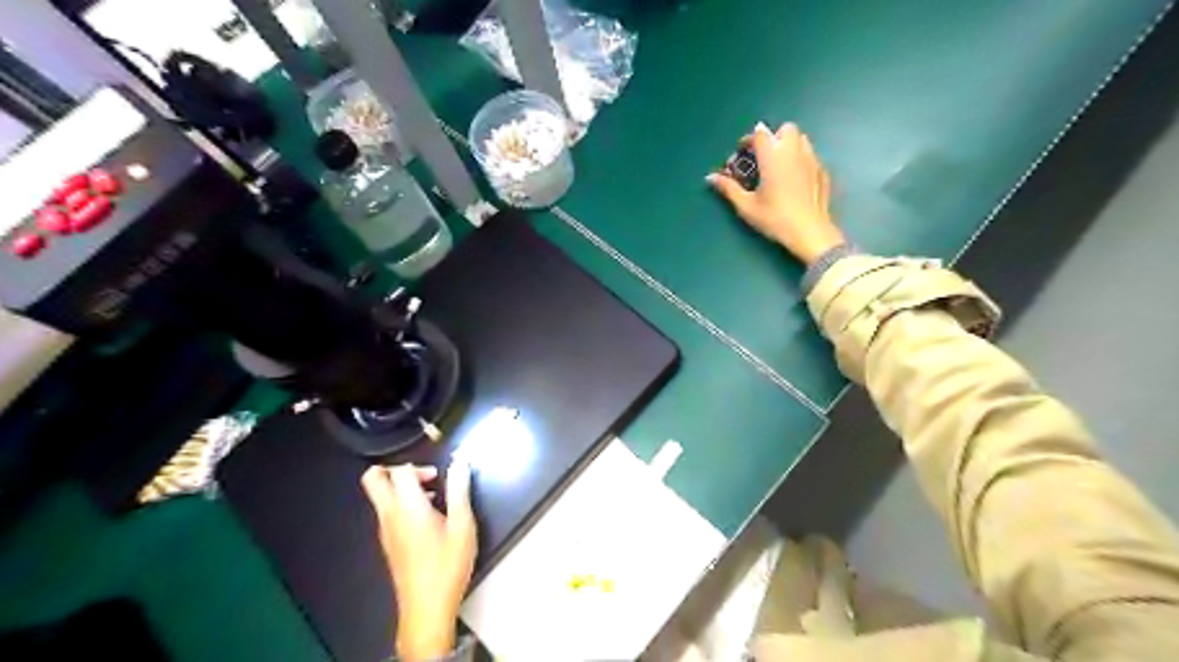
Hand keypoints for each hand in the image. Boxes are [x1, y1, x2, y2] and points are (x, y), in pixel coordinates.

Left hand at [361, 459, 476, 660]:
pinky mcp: (388, 543)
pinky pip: (387, 512)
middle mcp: (389, 515)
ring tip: (433, 498)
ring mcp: (385, 530)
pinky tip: (429, 519)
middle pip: (373, 479)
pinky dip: (402, 504)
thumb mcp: (462, 524)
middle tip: (423, 477)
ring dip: (401, 488)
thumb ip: (459, 490)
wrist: (427, 608)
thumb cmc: (447, 564)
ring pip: (380, 496)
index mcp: (407, 507)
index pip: (400, 471)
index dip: (419, 465)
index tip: (439, 477)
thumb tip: (459, 462)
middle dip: (395, 469)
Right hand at [709, 122, 848, 266]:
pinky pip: (810, 156)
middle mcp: (794, 151)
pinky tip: (795, 180)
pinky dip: (801, 160)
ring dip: (788, 145)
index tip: (742, 153)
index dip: (749, 140)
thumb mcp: (746, 206)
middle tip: (763, 157)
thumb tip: (710, 177)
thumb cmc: (774, 218)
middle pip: (785, 129)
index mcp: (773, 156)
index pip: (760, 134)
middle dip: (773, 137)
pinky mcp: (823, 171)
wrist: (809, 231)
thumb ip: (728, 188)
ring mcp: (812, 159)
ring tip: (779, 166)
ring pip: (801, 139)